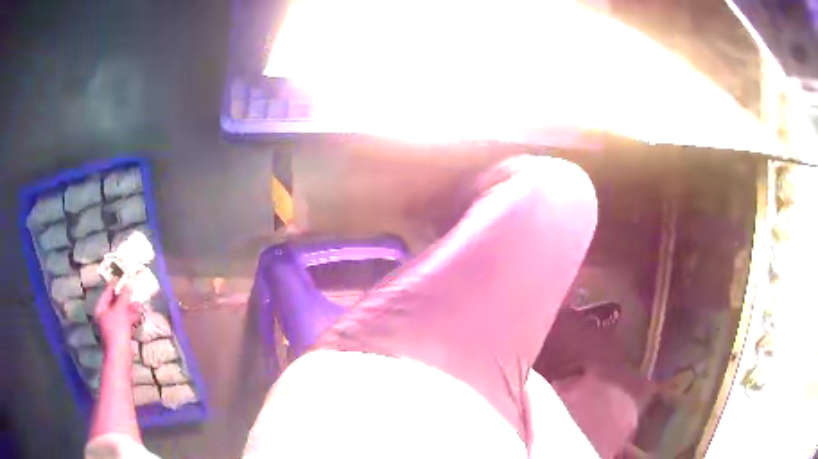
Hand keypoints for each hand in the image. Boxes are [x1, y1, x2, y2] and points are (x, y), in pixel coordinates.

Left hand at [94, 283, 141, 350]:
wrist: (121, 355)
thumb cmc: (117, 330)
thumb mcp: (120, 310)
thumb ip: (123, 297)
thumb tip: (127, 285)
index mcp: (101, 308)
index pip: (107, 292)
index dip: (115, 285)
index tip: (124, 278)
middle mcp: (105, 316)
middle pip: (114, 303)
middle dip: (124, 298)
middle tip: (133, 291)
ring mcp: (112, 326)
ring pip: (121, 313)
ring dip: (129, 308)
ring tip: (139, 304)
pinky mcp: (120, 335)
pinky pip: (125, 322)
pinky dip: (131, 318)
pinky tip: (138, 316)